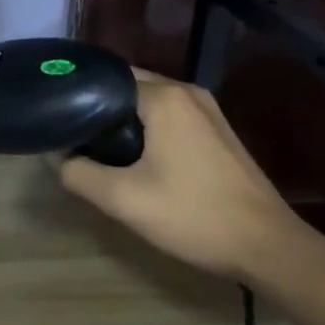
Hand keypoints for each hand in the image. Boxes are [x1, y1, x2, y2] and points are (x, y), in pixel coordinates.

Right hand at [58, 70, 309, 284]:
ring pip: (150, 103)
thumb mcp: (124, 200)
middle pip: (129, 87)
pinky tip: (136, 158)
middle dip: (100, 109)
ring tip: (97, 148)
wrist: (268, 246)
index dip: (79, 96)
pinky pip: (170, 116)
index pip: (107, 78)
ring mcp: (207, 110)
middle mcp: (187, 92)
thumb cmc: (194, 216)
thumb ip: (80, 174)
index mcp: (164, 97)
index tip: (58, 118)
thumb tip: (56, 156)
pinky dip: (148, 128)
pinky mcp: (217, 130)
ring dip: (124, 120)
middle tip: (73, 137)